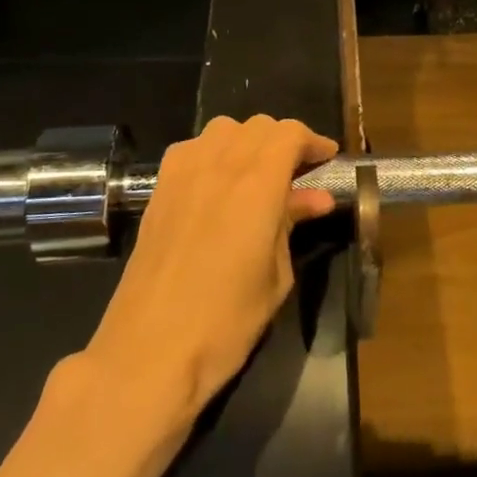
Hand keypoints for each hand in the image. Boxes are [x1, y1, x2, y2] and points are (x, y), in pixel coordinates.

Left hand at [81, 115, 337, 425]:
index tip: (327, 159)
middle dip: (284, 141)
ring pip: (223, 129)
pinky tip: (217, 183)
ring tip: (258, 173)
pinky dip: (213, 152)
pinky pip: (191, 148)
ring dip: (248, 141)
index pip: (290, 133)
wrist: (149, 350)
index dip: (313, 141)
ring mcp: (183, 173)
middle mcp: (220, 164)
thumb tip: (316, 199)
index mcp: (257, 184)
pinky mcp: (158, 189)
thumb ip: (291, 225)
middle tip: (299, 172)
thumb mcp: (275, 276)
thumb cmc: (226, 321)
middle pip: (258, 126)